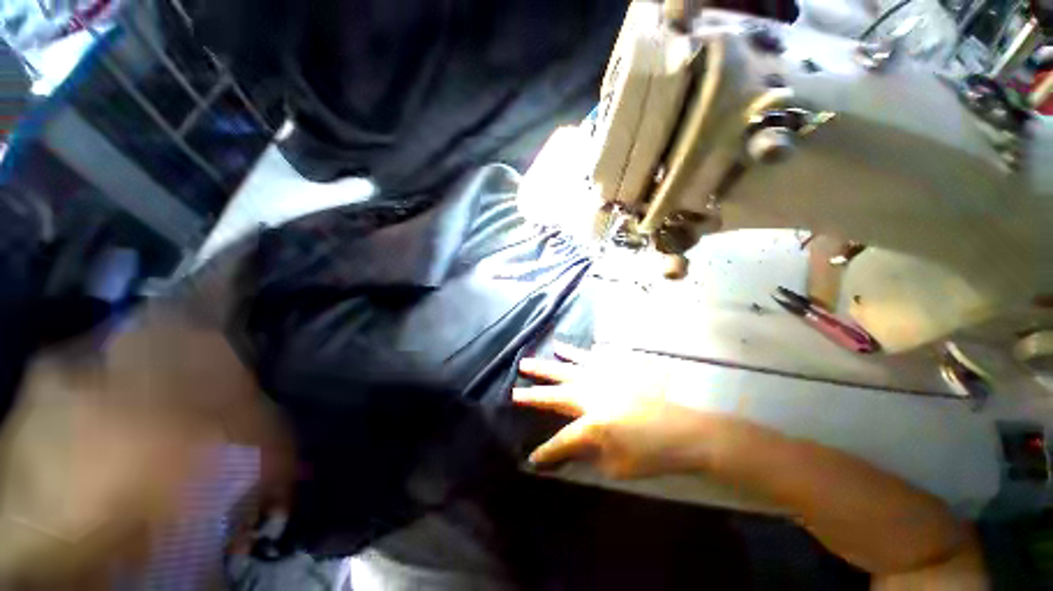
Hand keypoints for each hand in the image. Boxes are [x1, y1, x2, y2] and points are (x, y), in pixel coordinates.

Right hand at [513, 344, 714, 478]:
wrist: (687, 429)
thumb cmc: (654, 453)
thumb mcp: (618, 466)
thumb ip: (589, 456)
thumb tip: (572, 449)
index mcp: (592, 423)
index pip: (561, 440)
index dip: (546, 452)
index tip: (531, 459)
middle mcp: (591, 395)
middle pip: (555, 393)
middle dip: (533, 394)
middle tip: (514, 390)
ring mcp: (603, 377)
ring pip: (567, 368)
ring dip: (546, 366)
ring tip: (527, 361)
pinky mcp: (615, 367)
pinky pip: (590, 357)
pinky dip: (575, 353)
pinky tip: (564, 348)